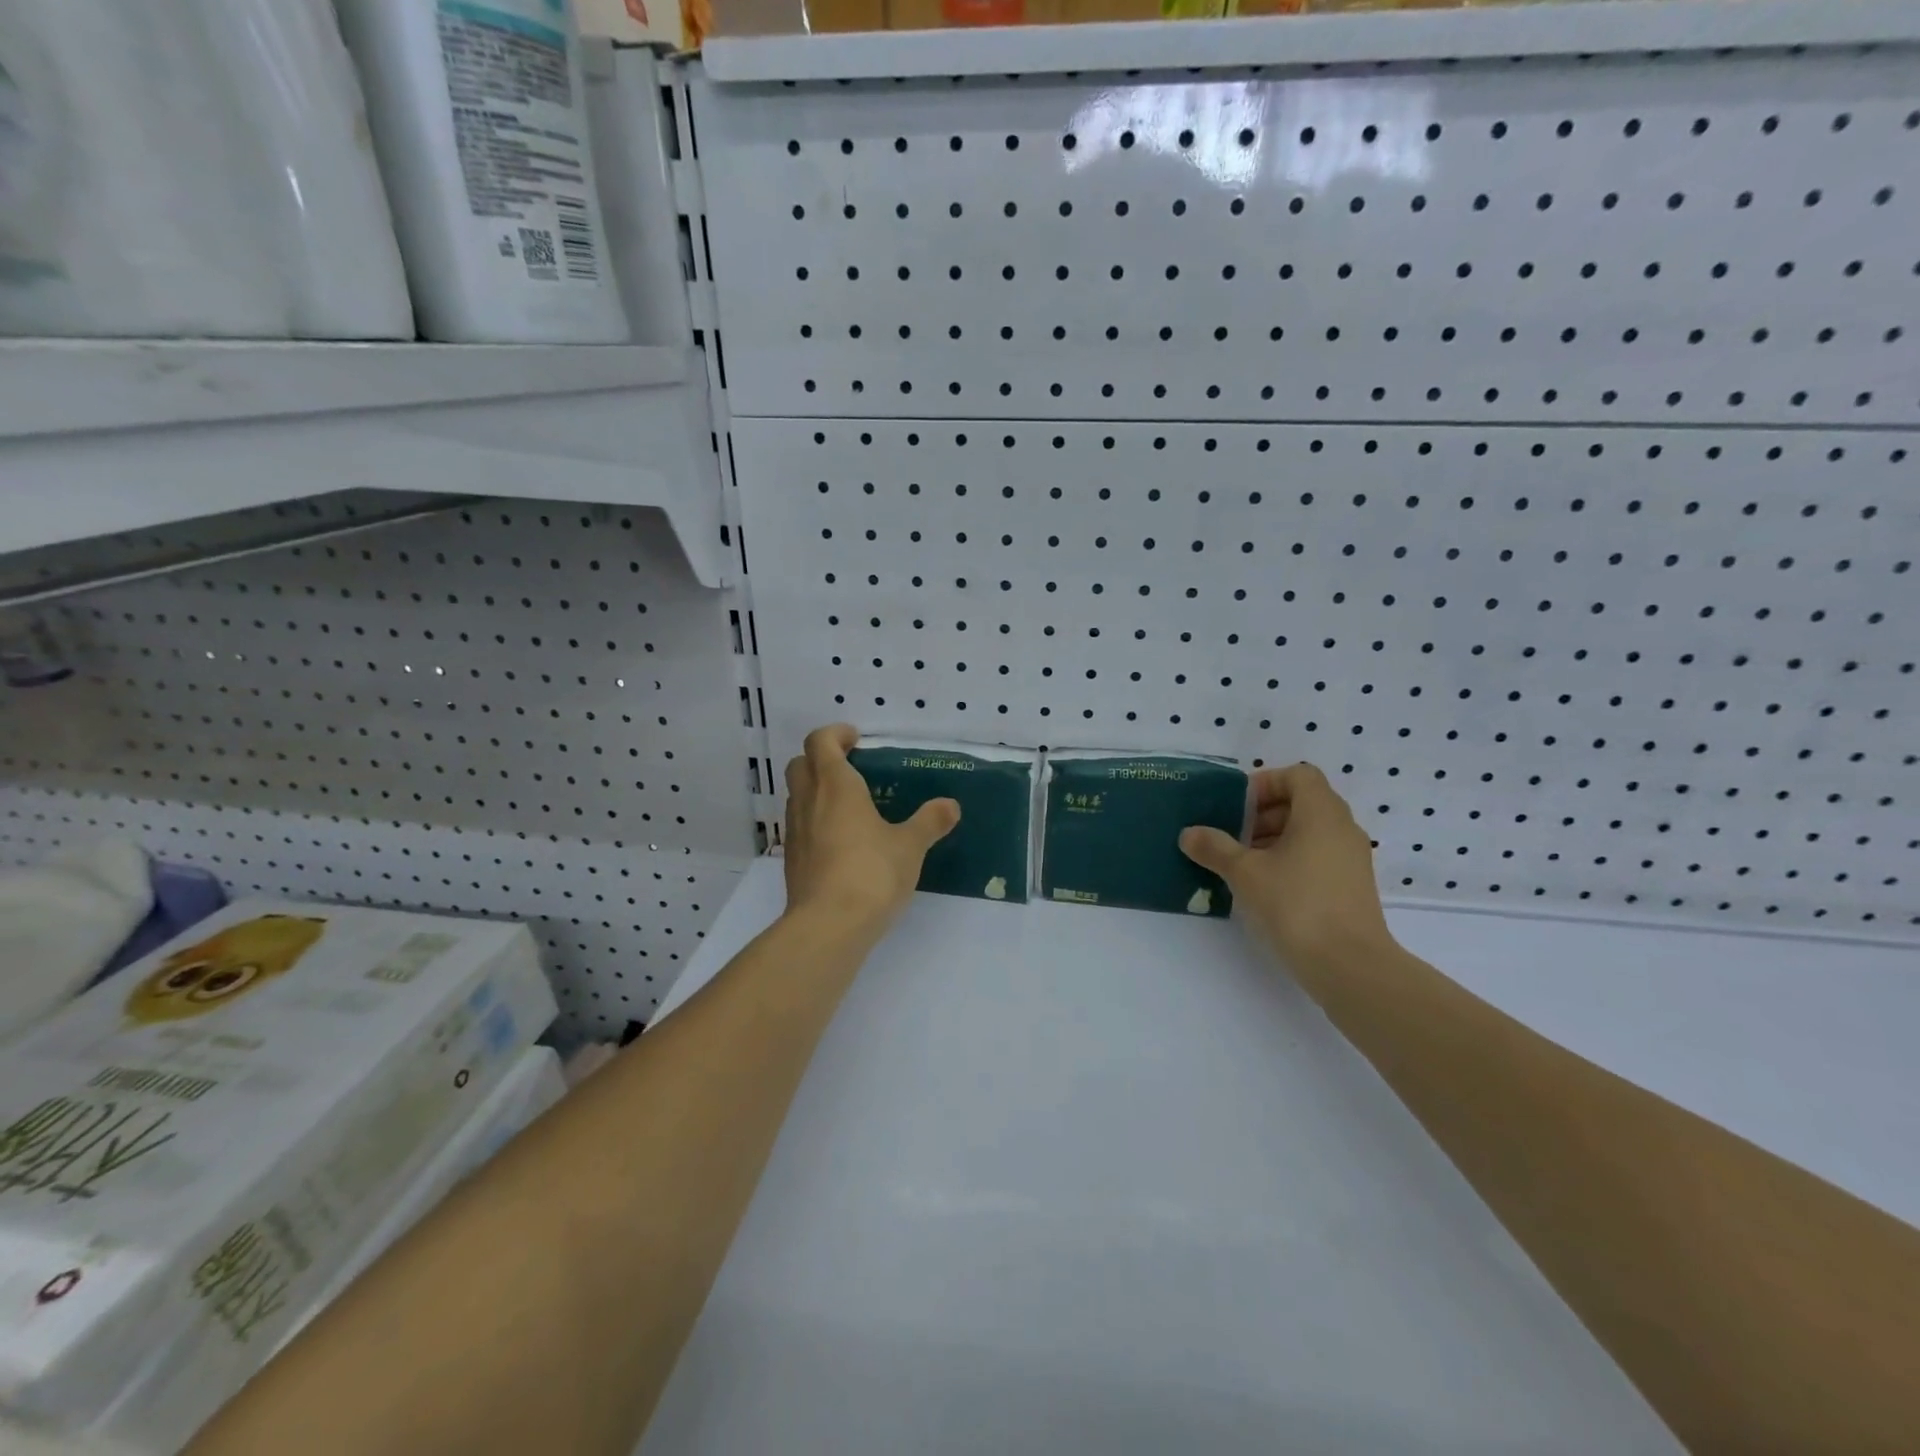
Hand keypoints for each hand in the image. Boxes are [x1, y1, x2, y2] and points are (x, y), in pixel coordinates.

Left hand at [783, 724, 959, 935]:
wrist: (829, 925)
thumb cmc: (871, 873)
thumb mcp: (910, 846)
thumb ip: (929, 822)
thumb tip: (950, 806)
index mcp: (835, 785)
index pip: (820, 741)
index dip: (835, 734)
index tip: (855, 739)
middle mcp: (808, 801)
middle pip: (800, 764)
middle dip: (821, 758)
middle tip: (851, 768)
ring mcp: (795, 832)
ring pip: (796, 796)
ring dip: (815, 790)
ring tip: (849, 805)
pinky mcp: (792, 860)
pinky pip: (799, 826)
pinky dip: (815, 821)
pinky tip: (841, 841)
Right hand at [1179, 763, 1393, 972]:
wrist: (1349, 967)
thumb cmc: (1296, 905)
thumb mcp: (1244, 873)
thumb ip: (1214, 848)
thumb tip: (1189, 833)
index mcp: (1321, 813)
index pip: (1298, 775)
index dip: (1265, 783)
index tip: (1236, 807)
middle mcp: (1342, 829)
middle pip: (1302, 803)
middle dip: (1262, 815)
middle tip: (1231, 836)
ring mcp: (1351, 860)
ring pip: (1309, 833)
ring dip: (1273, 840)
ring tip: (1241, 865)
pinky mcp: (1351, 888)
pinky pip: (1317, 858)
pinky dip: (1290, 861)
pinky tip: (1263, 888)